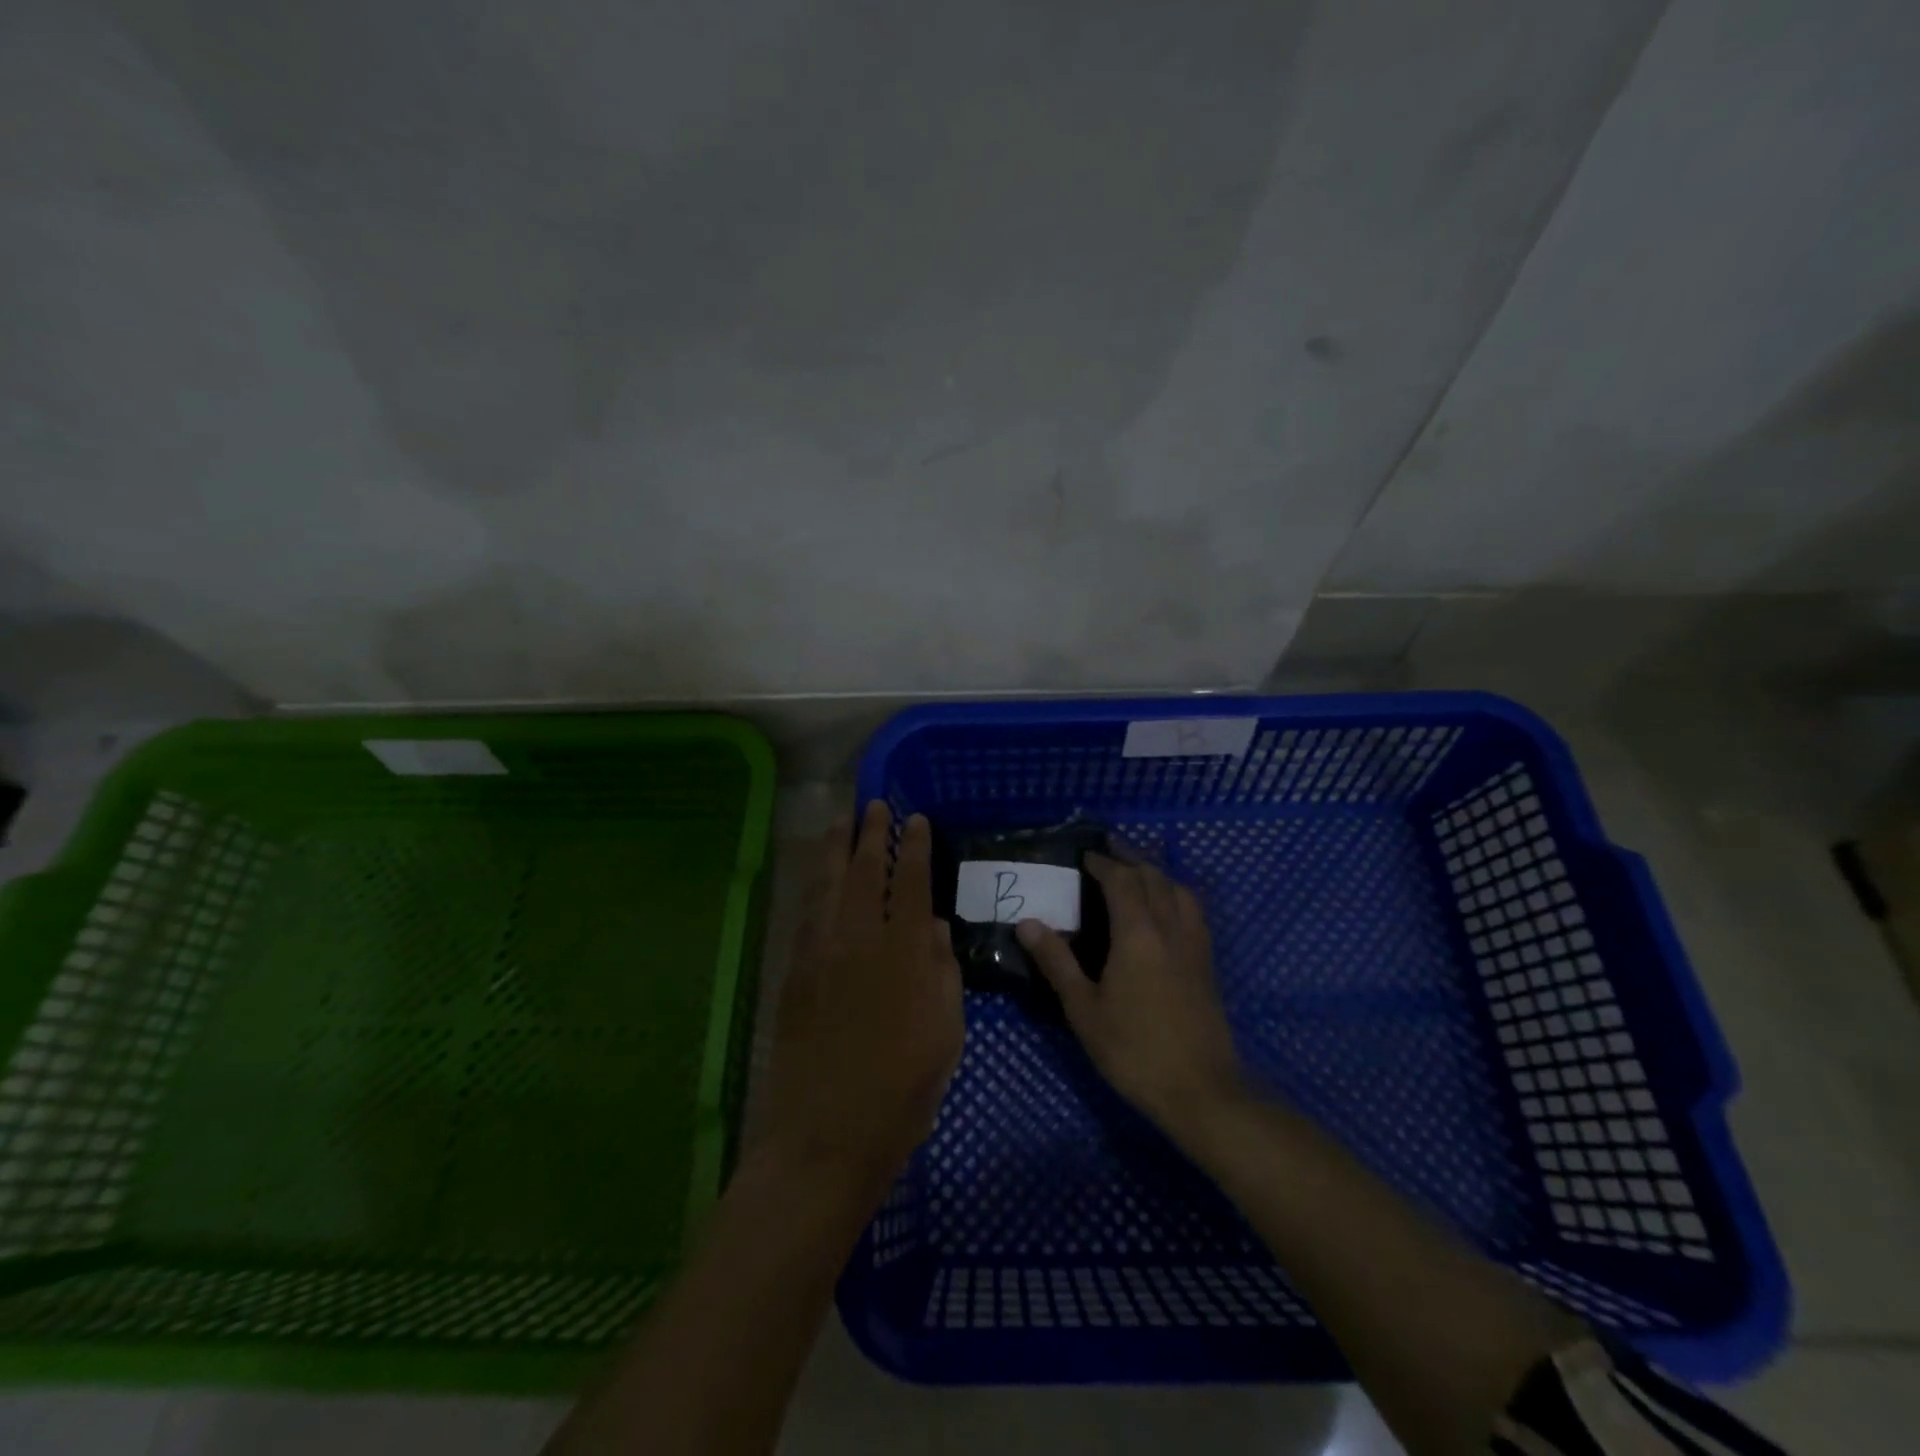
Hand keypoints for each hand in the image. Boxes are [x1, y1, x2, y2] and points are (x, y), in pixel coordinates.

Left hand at [750, 803, 964, 1205]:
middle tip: (874, 804)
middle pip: (864, 872)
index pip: (911, 883)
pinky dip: (813, 886)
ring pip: (827, 885)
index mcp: (905, 953)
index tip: (916, 820)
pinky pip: (805, 914)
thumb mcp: (946, 1035)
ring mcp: (820, 953)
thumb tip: (937, 929)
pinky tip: (816, 876)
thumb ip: (943, 974)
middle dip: (871, 834)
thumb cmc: (902, 1091)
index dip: (915, 847)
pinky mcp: (794, 972)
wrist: (826, 1134)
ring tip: (839, 821)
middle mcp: (860, 940)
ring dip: (834, 849)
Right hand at [1017, 853, 1244, 1135]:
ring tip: (1136, 870)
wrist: (1201, 1090)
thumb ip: (1056, 961)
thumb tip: (1027, 923)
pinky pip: (1192, 910)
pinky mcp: (1207, 962)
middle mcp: (1170, 928)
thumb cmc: (1133, 1050)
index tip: (1084, 855)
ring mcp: (1194, 944)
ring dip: (1155, 872)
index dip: (1103, 863)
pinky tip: (1167, 907)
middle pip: (1153, 877)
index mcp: (1137, 934)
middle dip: (1130, 857)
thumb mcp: (1083, 1009)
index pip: (1121, 880)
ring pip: (1178, 889)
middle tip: (1108, 850)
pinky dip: (1175, 893)